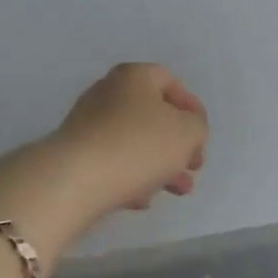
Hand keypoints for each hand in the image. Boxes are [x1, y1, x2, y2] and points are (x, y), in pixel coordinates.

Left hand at [53, 62, 208, 217]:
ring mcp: (88, 123)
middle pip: (152, 114)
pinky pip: (112, 162)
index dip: (192, 108)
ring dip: (159, 165)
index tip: (202, 137)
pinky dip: (131, 177)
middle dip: (177, 143)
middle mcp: (108, 92)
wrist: (75, 180)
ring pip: (134, 141)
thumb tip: (186, 130)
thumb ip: (196, 127)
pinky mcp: (76, 154)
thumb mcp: (187, 132)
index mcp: (134, 76)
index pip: (170, 82)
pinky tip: (143, 201)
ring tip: (177, 191)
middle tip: (193, 168)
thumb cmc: (138, 145)